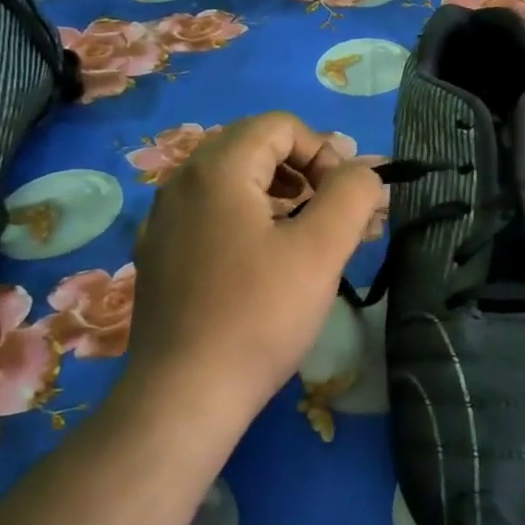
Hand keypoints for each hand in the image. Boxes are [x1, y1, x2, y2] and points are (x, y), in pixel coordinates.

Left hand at [125, 112, 382, 418]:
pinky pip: (214, 215)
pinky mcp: (160, 256)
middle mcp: (181, 183)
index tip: (346, 198)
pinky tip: (270, 263)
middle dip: (307, 173)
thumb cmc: (259, 315)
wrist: (183, 398)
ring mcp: (164, 221)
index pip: (281, 126)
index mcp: (216, 170)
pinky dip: (251, 221)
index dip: (325, 152)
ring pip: (235, 184)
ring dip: (283, 197)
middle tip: (337, 215)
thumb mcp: (320, 249)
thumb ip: (352, 193)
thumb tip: (364, 170)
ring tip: (312, 238)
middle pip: (256, 149)